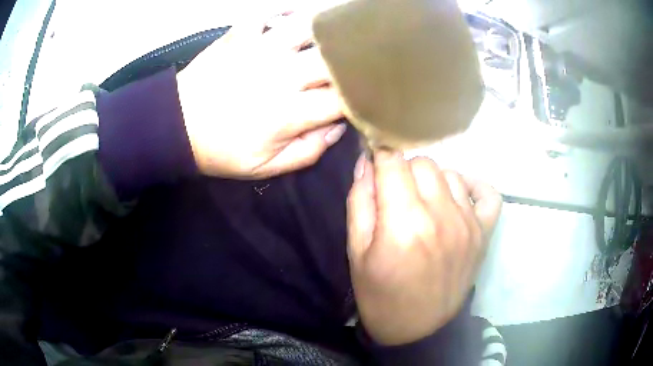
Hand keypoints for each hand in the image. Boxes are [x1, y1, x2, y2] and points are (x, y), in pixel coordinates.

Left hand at [176, 12, 344, 178]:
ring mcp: (260, 49)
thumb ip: (307, 152)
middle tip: (356, 66)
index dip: (359, 98)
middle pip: (333, 60)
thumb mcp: (264, 168)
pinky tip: (295, 16)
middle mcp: (281, 74)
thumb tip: (337, 128)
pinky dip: (285, 11)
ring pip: (307, 27)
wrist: (176, 126)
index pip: (342, 100)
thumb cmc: (220, 150)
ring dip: (326, 30)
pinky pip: (269, 12)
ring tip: (336, 35)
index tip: (361, 99)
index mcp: (289, 113)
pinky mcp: (240, 35)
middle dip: (352, 63)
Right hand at [346, 151, 501, 345]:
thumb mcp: (356, 251)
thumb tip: (366, 161)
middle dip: (404, 170)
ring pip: (449, 172)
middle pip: (422, 162)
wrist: (417, 329)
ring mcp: (468, 223)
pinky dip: (473, 186)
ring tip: (423, 203)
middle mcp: (440, 216)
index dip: (380, 157)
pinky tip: (459, 195)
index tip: (376, 167)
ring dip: (432, 180)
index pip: (393, 161)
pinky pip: (487, 193)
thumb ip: (359, 201)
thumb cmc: (380, 294)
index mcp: (403, 222)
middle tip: (397, 194)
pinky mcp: (484, 233)